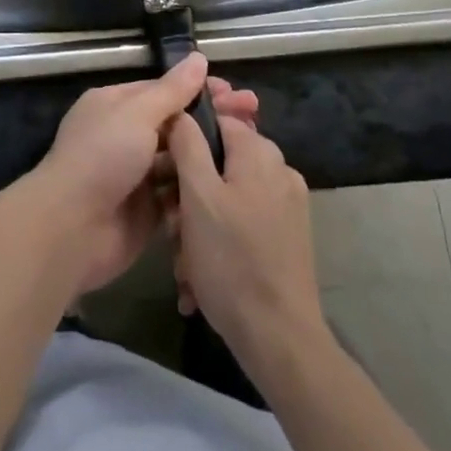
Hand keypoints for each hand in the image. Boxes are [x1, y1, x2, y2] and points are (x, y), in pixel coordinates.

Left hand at [22, 54, 259, 299]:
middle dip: (211, 119)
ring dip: (210, 154)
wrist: (71, 229)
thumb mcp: (137, 114)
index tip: (235, 92)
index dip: (199, 90)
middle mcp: (124, 136)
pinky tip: (233, 183)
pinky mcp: (147, 212)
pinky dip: (200, 189)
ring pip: (180, 159)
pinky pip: (179, 196)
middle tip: (254, 116)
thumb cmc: (102, 157)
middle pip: (176, 124)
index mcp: (115, 105)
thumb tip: (198, 58)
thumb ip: (172, 90)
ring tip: (252, 149)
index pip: (163, 90)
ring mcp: (136, 175)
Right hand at [168, 110, 325, 369]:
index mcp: (259, 152)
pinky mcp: (288, 236)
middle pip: (218, 162)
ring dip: (199, 224)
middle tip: (170, 227)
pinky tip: (201, 277)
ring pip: (227, 196)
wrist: (280, 339)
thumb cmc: (231, 260)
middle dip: (188, 193)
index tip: (162, 172)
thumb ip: (188, 144)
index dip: (183, 141)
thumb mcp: (198, 196)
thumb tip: (182, 111)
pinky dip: (220, 241)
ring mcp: (287, 204)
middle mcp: (278, 169)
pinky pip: (243, 222)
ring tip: (183, 263)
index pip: (214, 121)